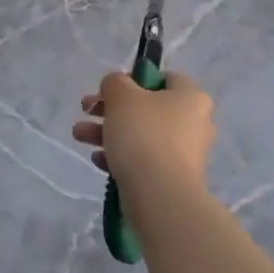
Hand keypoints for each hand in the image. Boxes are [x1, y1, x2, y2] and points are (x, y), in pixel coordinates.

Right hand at [73, 71, 215, 187]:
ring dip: (107, 132)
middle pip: (147, 107)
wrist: (159, 195)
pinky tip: (98, 160)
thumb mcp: (122, 96)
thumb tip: (116, 85)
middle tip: (86, 110)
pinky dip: (120, 156)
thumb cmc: (144, 135)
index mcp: (191, 97)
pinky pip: (143, 160)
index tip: (110, 90)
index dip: (134, 79)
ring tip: (79, 136)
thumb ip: (115, 82)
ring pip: (141, 134)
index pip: (165, 78)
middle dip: (110, 109)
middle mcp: (194, 123)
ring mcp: (184, 153)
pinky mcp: (172, 178)